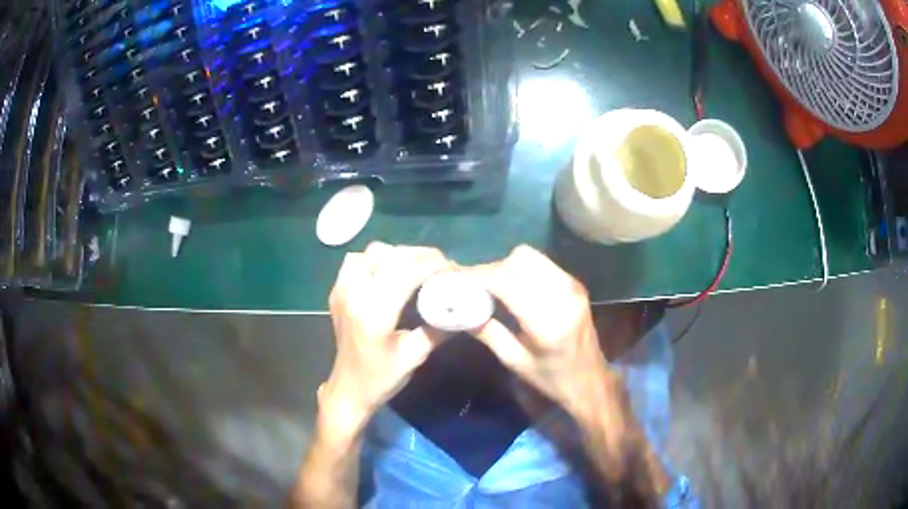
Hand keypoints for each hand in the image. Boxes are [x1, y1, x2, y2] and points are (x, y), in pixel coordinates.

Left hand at [320, 242, 451, 435]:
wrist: (348, 389)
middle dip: (422, 255)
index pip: (407, 272)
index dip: (434, 265)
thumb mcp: (414, 357)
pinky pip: (357, 260)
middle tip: (443, 265)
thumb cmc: (381, 378)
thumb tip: (463, 309)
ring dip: (399, 253)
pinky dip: (376, 258)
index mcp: (374, 313)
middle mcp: (355, 294)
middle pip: (392, 256)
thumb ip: (438, 330)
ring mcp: (342, 290)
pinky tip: (389, 272)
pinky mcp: (337, 291)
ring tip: (418, 266)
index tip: (454, 269)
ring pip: (374, 252)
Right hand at [468, 245, 618, 415]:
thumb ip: (487, 332)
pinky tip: (511, 286)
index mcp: (548, 321)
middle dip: (490, 269)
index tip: (456, 279)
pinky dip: (520, 268)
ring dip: (505, 266)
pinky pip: (541, 263)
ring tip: (490, 285)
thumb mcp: (515, 361)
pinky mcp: (574, 283)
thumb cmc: (551, 379)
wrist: (590, 380)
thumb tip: (458, 310)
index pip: (507, 282)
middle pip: (519, 261)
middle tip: (472, 285)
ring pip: (530, 256)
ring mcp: (572, 285)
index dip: (478, 276)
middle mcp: (563, 295)